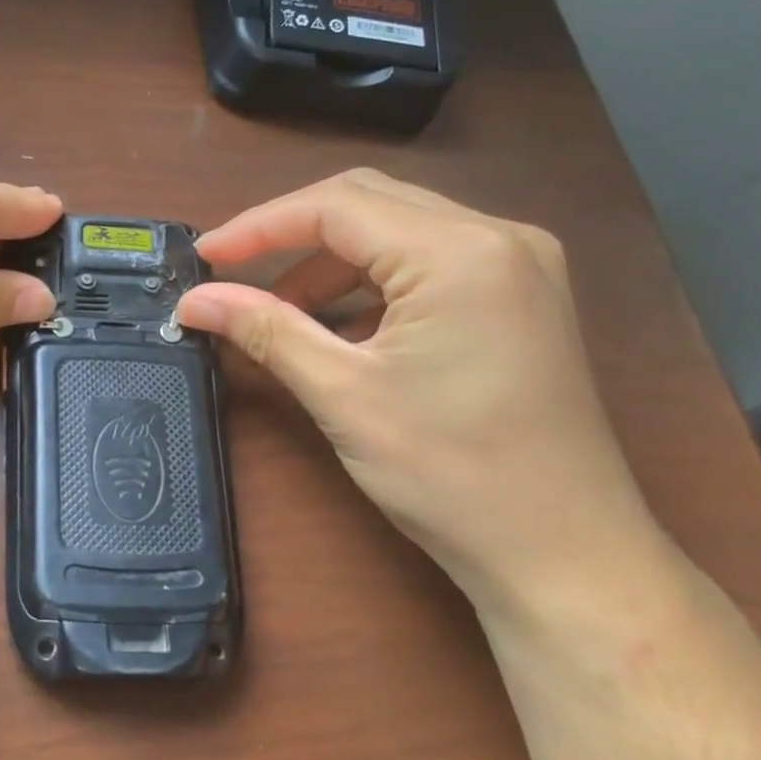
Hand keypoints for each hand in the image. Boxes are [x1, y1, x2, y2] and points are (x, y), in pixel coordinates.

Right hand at [175, 170, 662, 619]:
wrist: (566, 556)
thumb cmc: (452, 475)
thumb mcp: (343, 395)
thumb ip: (266, 330)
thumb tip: (194, 300)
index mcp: (460, 253)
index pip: (337, 206)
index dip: (258, 225)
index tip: (204, 256)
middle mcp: (498, 238)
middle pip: (368, 203)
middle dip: (290, 233)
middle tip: (232, 272)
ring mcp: (519, 266)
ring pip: (397, 230)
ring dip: (329, 262)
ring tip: (281, 311)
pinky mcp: (520, 297)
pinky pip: (427, 262)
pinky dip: (370, 283)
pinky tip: (340, 326)